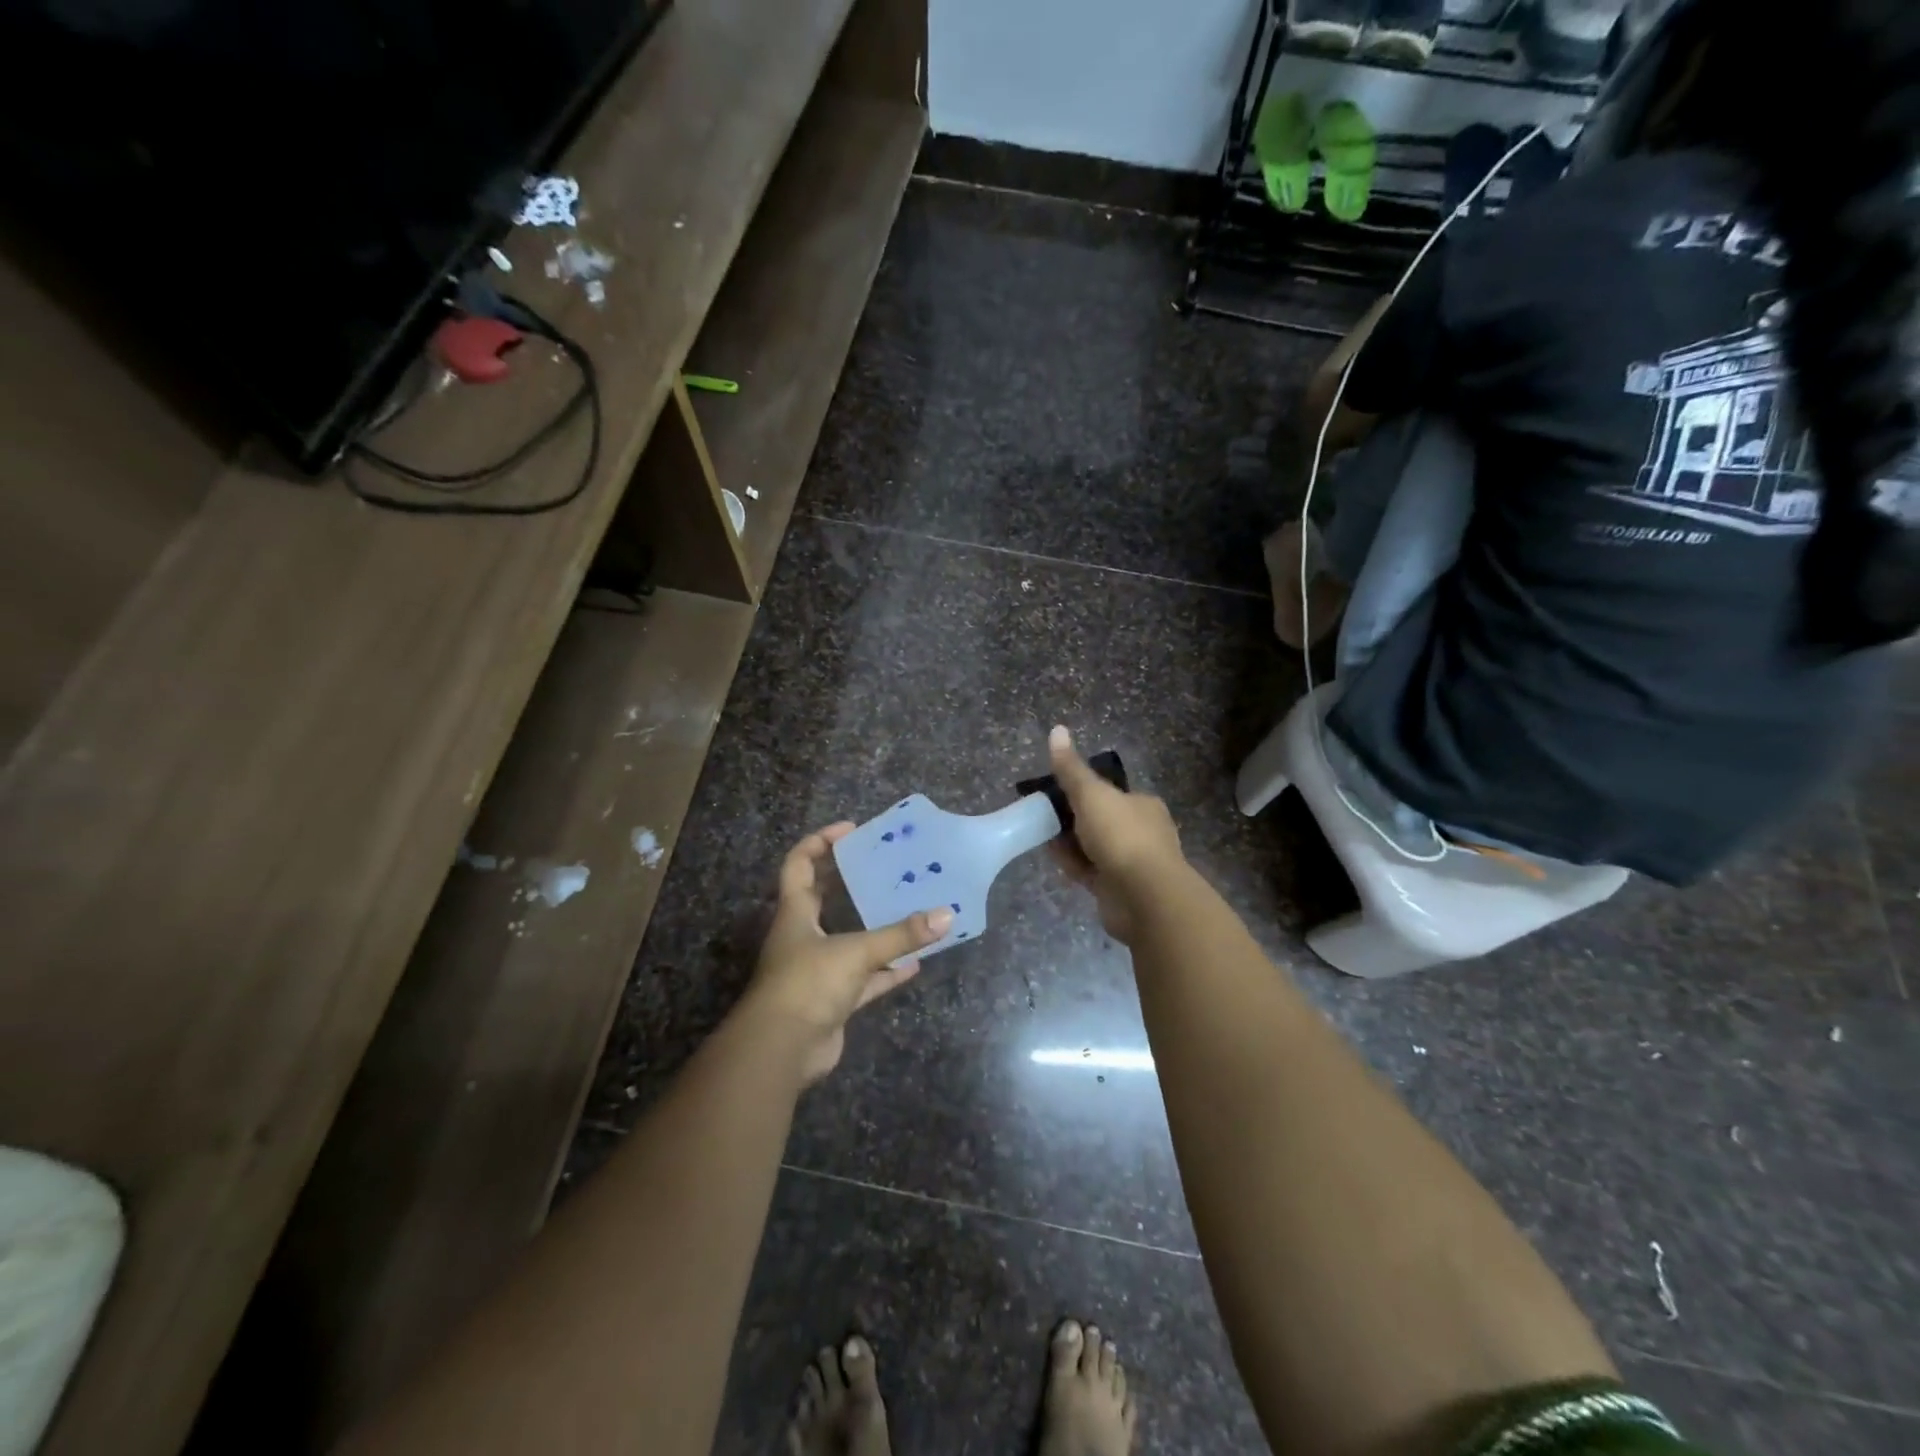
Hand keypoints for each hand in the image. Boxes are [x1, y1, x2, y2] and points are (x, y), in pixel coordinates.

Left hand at [743, 823, 951, 1083]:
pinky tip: (915, 965)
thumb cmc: (808, 984)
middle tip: (882, 864)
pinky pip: (865, 978)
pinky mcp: (832, 1000)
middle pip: (822, 897)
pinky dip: (887, 972)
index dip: (820, 842)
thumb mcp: (856, 952)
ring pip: (848, 939)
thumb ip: (900, 936)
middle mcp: (803, 936)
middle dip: (848, 879)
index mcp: (795, 913)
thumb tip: (947, 915)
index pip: (799, 864)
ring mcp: (817, 970)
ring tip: (906, 908)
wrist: (781, 1051)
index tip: (851, 830)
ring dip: (874, 927)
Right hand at [1047, 726, 1184, 943]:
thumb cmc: (1121, 837)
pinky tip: (1053, 858)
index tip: (1053, 791)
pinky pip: (1089, 870)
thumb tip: (1057, 729)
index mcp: (1142, 804)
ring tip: (1041, 835)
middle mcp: (1141, 831)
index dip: (1080, 790)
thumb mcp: (1091, 794)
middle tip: (1042, 815)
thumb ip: (1071, 768)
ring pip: (1092, 846)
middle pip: (1098, 819)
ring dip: (1069, 842)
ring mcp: (1130, 862)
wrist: (1144, 897)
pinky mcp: (1117, 888)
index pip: (1108, 792)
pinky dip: (1072, 864)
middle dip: (1071, 818)